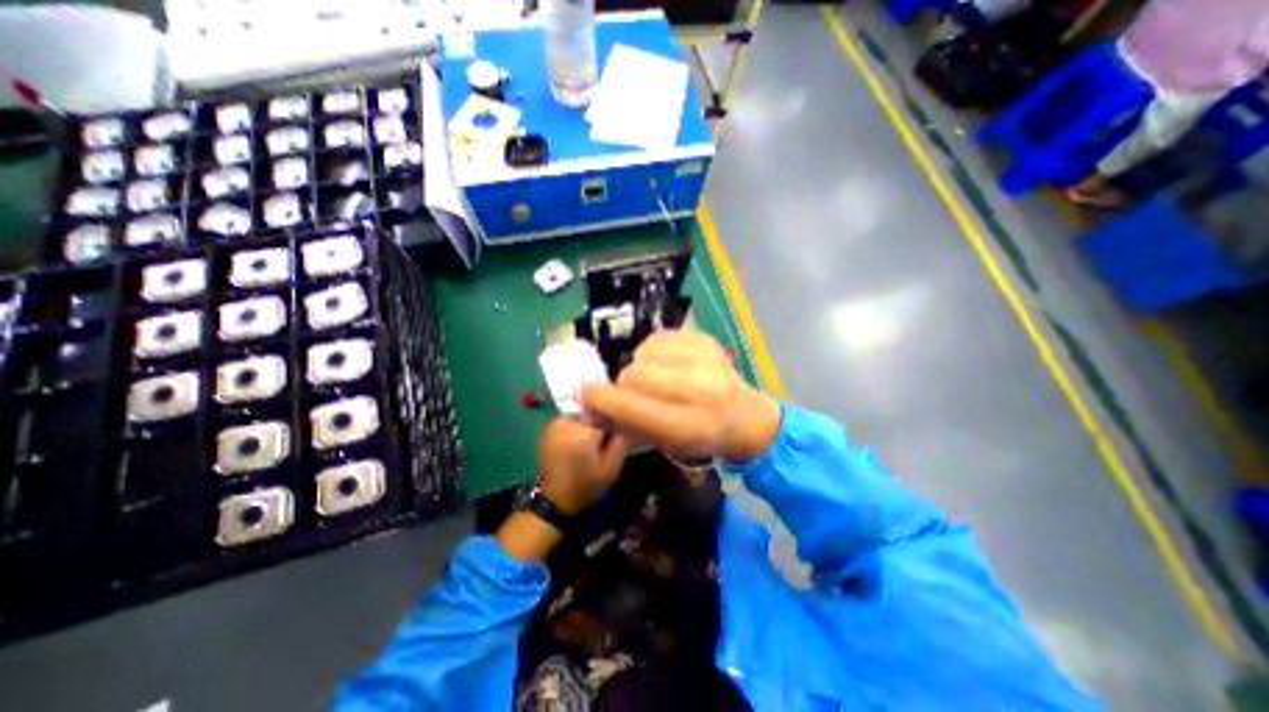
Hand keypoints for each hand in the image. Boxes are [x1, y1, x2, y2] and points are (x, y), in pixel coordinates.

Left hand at [536, 415, 631, 514]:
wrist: (555, 499)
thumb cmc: (587, 485)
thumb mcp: (612, 467)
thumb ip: (621, 440)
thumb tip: (625, 420)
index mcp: (583, 431)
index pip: (606, 412)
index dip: (613, 421)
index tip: (615, 434)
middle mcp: (567, 422)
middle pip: (592, 410)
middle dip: (599, 421)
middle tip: (602, 440)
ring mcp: (554, 424)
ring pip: (580, 413)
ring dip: (587, 422)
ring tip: (589, 442)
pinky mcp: (548, 428)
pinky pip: (569, 419)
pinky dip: (575, 426)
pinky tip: (577, 443)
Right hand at [580, 330, 778, 462]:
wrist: (744, 417)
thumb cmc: (700, 438)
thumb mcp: (663, 443)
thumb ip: (625, 424)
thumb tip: (590, 403)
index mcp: (689, 426)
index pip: (633, 408)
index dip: (603, 399)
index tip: (586, 393)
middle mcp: (699, 390)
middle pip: (634, 375)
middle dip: (625, 384)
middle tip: (633, 392)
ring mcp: (705, 360)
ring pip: (643, 354)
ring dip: (640, 366)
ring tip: (655, 377)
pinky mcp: (705, 340)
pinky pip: (658, 338)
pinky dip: (653, 352)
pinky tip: (666, 363)